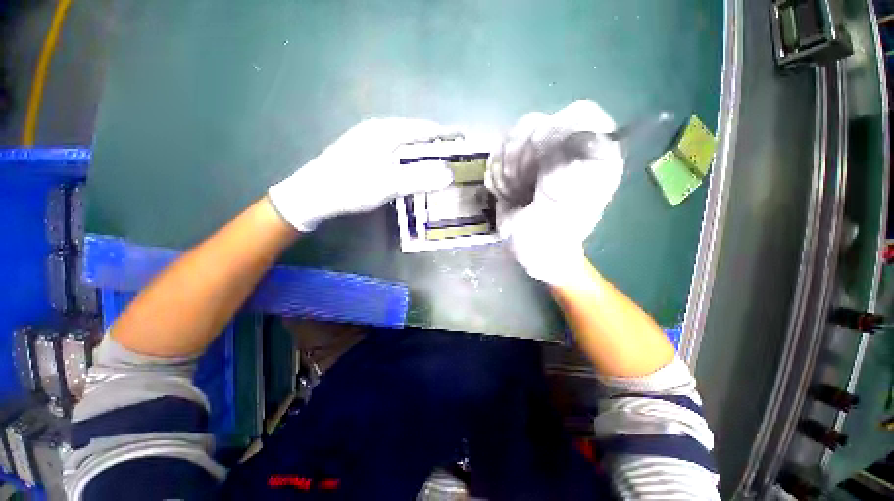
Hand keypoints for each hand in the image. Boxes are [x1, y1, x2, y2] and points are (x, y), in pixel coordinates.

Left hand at [269, 118, 457, 230]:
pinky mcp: (363, 150)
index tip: (464, 138)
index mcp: (386, 131)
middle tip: (453, 156)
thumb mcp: (388, 185)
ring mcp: (368, 139)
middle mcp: (378, 129)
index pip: (424, 128)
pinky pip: (394, 150)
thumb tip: (450, 175)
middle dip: (436, 143)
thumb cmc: (351, 187)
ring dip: (422, 151)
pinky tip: (411, 169)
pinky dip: (408, 158)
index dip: (446, 133)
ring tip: (437, 163)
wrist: (313, 194)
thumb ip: (420, 179)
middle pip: (415, 133)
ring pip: (404, 142)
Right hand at [486, 101, 623, 285]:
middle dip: (522, 160)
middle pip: (538, 123)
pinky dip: (495, 173)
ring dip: (506, 169)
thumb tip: (577, 139)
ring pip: (513, 135)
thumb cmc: (552, 239)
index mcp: (593, 157)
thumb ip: (574, 176)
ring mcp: (540, 154)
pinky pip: (497, 151)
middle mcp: (568, 149)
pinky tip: (504, 192)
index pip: (580, 115)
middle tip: (523, 189)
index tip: (538, 169)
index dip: (553, 135)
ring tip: (514, 193)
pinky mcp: (516, 162)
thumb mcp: (566, 214)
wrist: (529, 250)